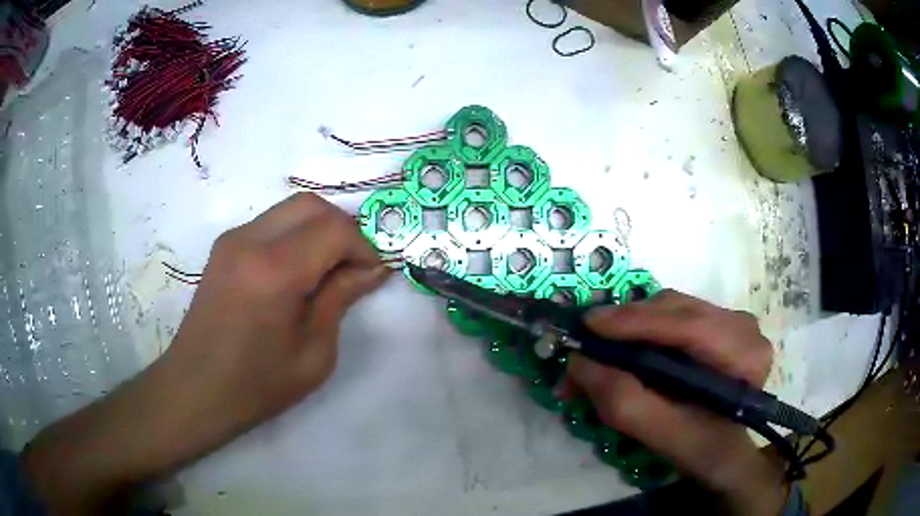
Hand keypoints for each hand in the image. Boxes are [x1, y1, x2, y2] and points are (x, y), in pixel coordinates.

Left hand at [23, 193, 388, 514]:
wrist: (184, 395)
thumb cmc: (249, 390)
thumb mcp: (311, 356)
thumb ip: (338, 302)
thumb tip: (366, 270)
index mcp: (270, 269)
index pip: (332, 229)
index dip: (362, 246)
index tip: (377, 271)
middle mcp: (248, 239)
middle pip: (311, 204)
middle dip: (344, 229)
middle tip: (358, 268)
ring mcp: (231, 239)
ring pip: (290, 207)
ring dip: (318, 232)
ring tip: (331, 273)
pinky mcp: (222, 248)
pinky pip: (271, 224)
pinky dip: (296, 238)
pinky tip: (298, 274)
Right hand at [567, 290, 786, 515]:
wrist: (727, 449)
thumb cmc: (701, 449)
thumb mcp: (662, 436)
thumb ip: (624, 403)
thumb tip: (578, 363)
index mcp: (744, 356)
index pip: (690, 326)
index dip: (637, 322)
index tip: (588, 325)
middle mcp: (743, 326)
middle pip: (678, 309)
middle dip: (626, 324)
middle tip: (585, 346)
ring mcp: (732, 319)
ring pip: (673, 306)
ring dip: (632, 325)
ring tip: (600, 349)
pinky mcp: (719, 320)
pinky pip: (675, 313)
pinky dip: (644, 328)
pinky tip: (626, 347)